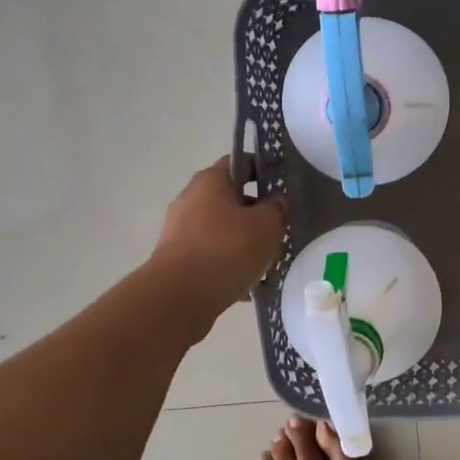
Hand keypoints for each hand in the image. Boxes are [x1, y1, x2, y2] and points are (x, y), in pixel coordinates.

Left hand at [148, 158, 287, 322]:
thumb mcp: (267, 225)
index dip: (263, 170)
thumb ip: (277, 208)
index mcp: (211, 180)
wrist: (179, 297)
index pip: (239, 162)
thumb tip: (275, 201)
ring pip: (223, 230)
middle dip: (257, 214)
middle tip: (279, 231)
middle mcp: (191, 199)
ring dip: (245, 243)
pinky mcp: (177, 259)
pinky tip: (247, 285)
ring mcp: (181, 230)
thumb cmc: (227, 249)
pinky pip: (212, 255)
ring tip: (267, 264)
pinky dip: (229, 264)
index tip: (282, 189)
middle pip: (232, 199)